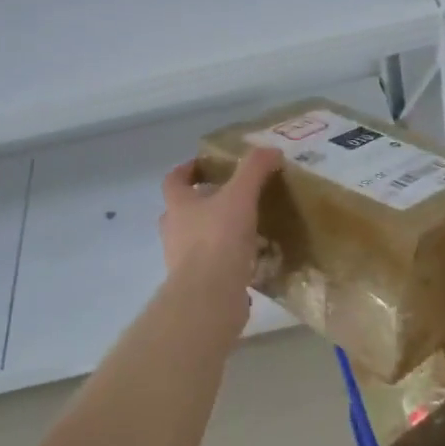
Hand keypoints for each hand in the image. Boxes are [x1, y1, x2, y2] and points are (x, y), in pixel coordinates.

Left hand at [159, 148, 283, 294]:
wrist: (209, 295)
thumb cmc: (218, 238)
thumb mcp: (240, 196)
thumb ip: (254, 170)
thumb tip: (270, 150)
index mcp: (178, 206)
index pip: (174, 180)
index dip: (187, 169)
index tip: (206, 165)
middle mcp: (173, 231)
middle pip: (182, 211)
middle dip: (202, 203)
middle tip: (229, 198)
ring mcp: (182, 261)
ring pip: (195, 239)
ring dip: (214, 232)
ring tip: (245, 229)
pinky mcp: (197, 285)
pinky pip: (211, 266)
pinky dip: (226, 260)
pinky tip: (251, 260)